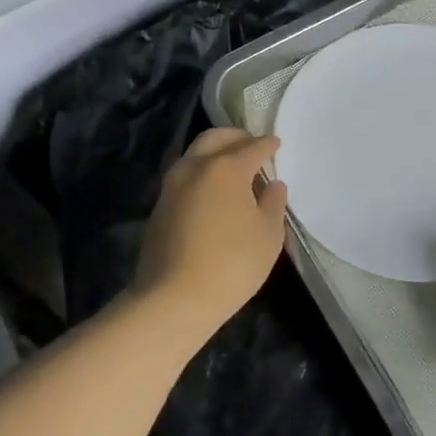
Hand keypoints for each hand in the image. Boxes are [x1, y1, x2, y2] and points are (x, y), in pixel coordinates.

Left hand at [131, 129, 288, 343]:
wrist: (174, 298)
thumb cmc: (232, 263)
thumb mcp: (269, 235)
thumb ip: (274, 203)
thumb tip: (272, 185)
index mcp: (226, 168)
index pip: (252, 147)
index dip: (267, 145)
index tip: (276, 144)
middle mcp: (195, 167)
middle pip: (215, 138)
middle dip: (235, 138)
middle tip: (251, 146)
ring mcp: (171, 186)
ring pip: (194, 155)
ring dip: (214, 154)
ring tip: (233, 171)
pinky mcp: (159, 207)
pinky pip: (184, 177)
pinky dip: (201, 175)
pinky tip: (213, 194)